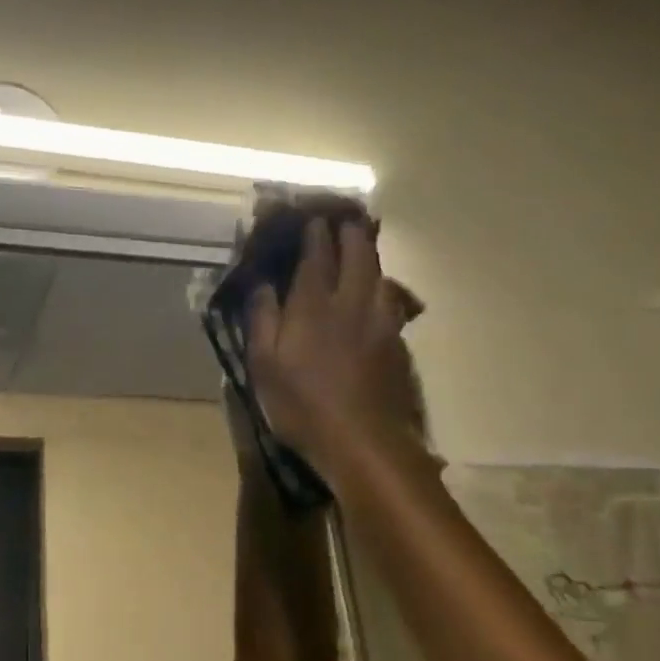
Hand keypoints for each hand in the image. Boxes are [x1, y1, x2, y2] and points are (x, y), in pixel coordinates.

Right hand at [246, 219, 423, 477]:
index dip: (315, 235)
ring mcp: (380, 323)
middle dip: (350, 234)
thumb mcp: (264, 366)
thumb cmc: (302, 405)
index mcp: (313, 306)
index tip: (313, 218)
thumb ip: (263, 320)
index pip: (316, 258)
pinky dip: (383, 286)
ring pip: (379, 276)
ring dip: (370, 256)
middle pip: (357, 257)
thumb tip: (263, 285)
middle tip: (345, 220)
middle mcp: (351, 304)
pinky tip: (381, 291)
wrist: (363, 441)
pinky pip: (392, 301)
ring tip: (364, 247)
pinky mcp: (396, 343)